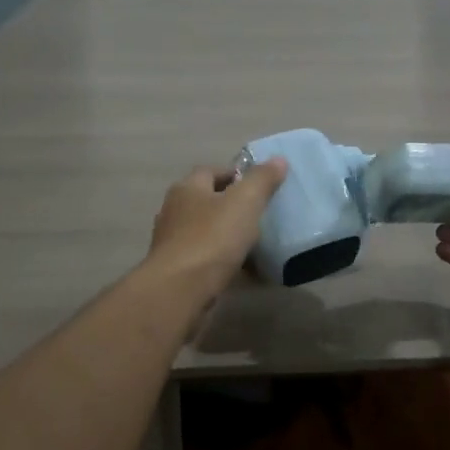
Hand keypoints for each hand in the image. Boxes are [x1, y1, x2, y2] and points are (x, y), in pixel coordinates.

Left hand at [146, 157, 288, 298]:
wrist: (179, 290)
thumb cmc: (212, 238)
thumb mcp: (244, 202)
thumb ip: (262, 180)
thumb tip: (278, 159)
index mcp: (187, 188)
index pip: (210, 171)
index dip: (234, 174)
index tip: (258, 186)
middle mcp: (173, 211)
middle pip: (205, 200)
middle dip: (229, 205)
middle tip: (258, 214)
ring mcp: (171, 242)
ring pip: (203, 230)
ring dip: (223, 234)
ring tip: (252, 242)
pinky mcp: (175, 270)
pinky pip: (203, 258)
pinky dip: (219, 259)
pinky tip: (239, 269)